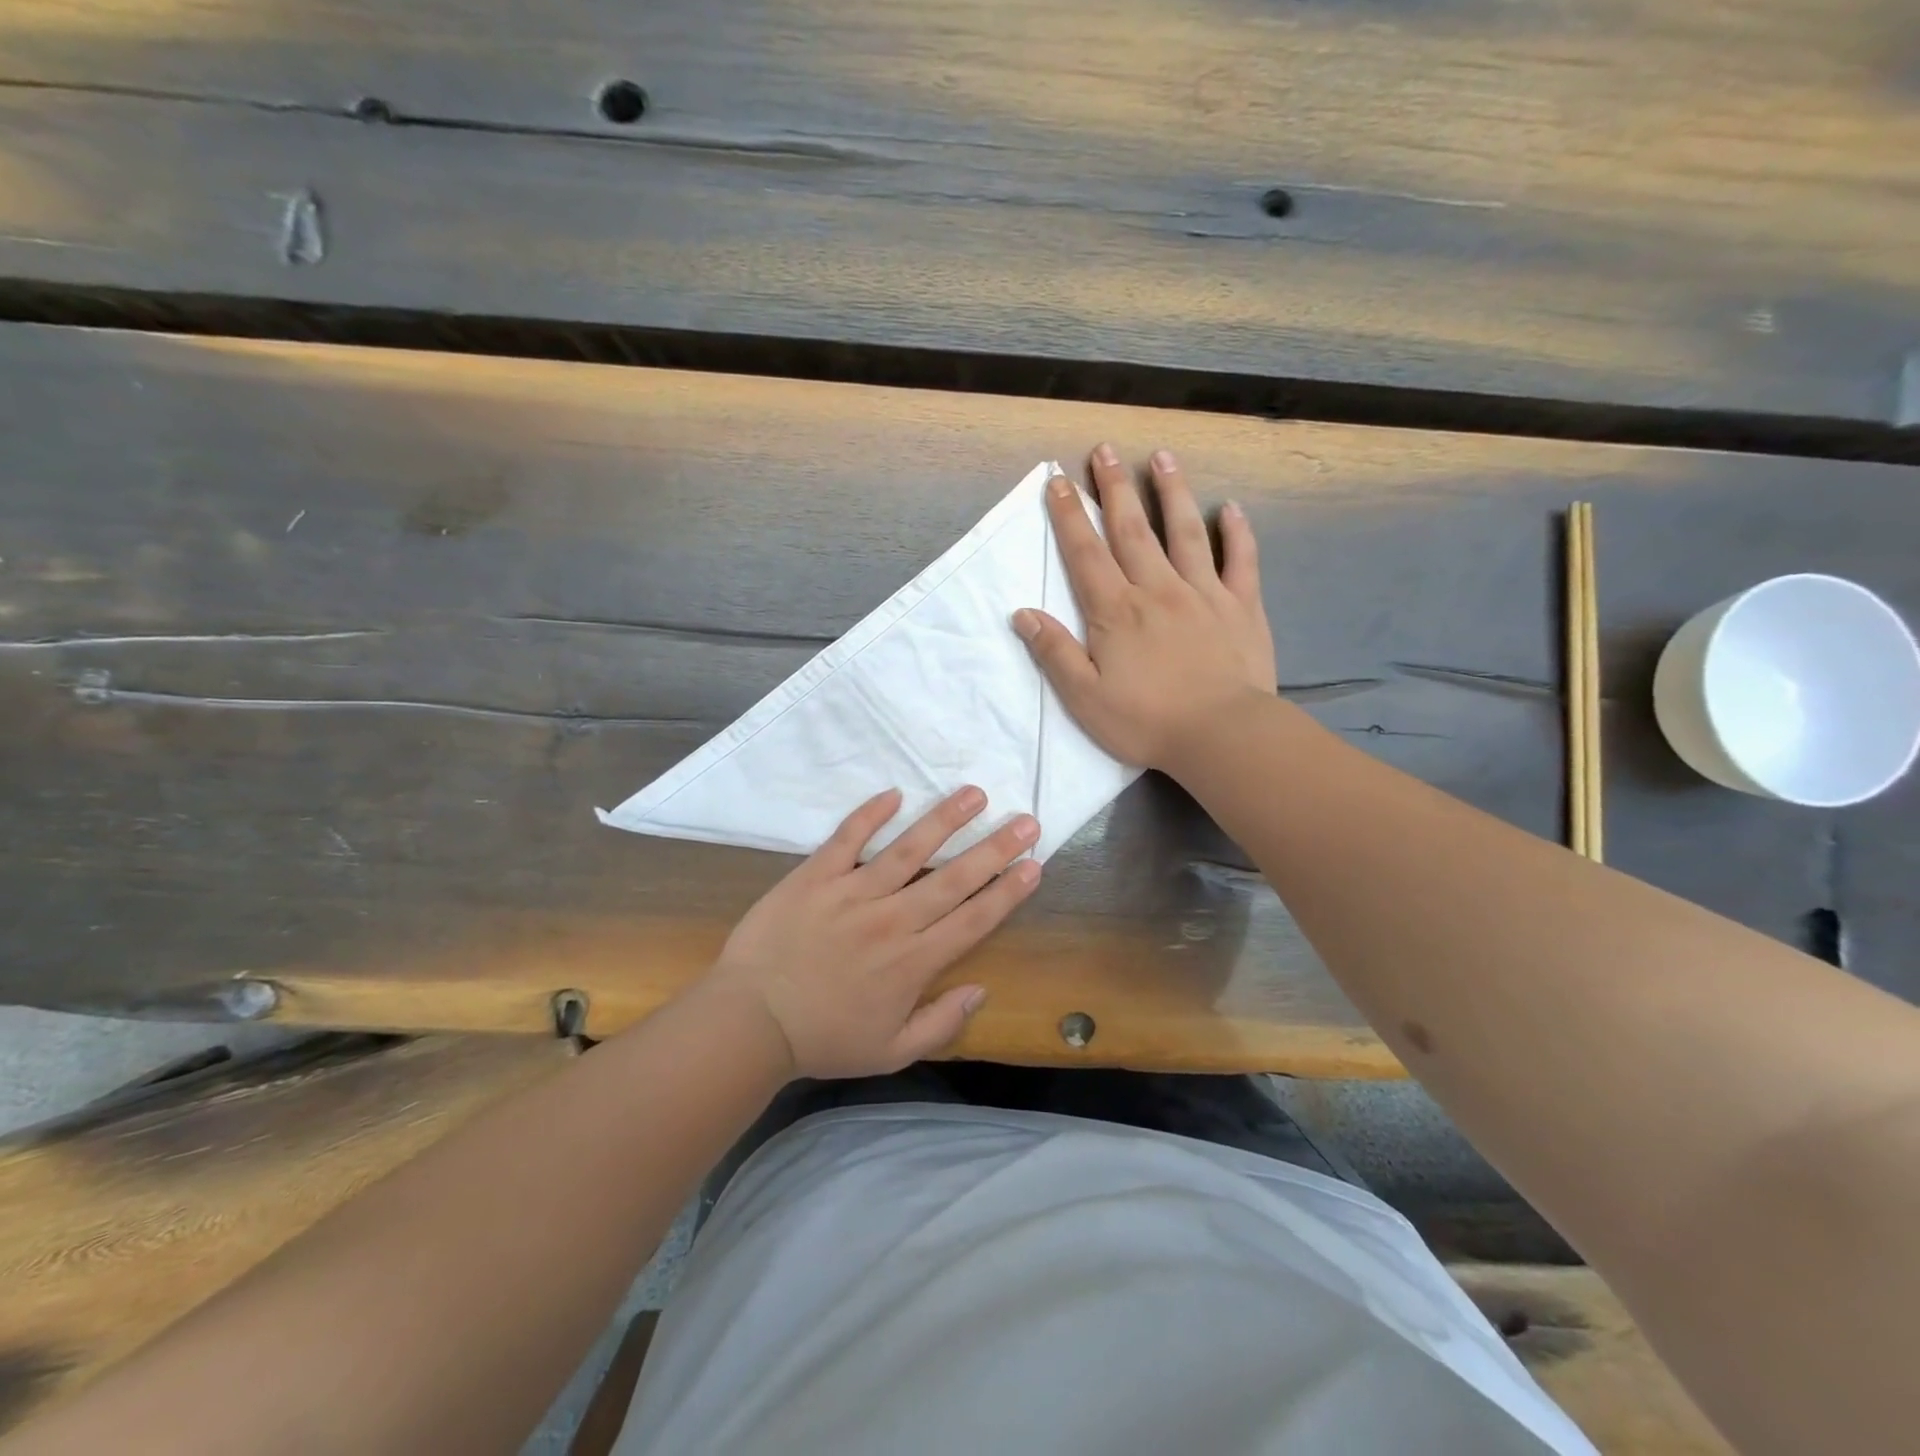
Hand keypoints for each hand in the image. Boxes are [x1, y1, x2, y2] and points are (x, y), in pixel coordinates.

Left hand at [706, 786, 1040, 1079]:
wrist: (750, 1022)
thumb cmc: (824, 1039)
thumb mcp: (891, 1053)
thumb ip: (941, 1024)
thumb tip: (982, 990)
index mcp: (914, 961)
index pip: (973, 919)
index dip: (1007, 891)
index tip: (1033, 864)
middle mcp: (893, 919)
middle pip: (953, 878)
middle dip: (995, 848)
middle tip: (1026, 821)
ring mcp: (853, 892)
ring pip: (909, 849)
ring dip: (945, 820)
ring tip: (974, 794)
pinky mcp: (816, 876)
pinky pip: (848, 838)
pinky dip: (870, 814)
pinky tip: (895, 793)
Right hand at [1014, 444, 1275, 768]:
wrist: (1222, 735)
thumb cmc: (1146, 721)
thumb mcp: (1085, 697)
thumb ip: (1055, 653)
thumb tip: (1023, 614)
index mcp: (1116, 611)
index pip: (1085, 554)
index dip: (1068, 515)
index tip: (1057, 480)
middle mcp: (1157, 589)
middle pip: (1131, 529)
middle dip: (1113, 488)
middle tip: (1104, 450)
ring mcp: (1203, 593)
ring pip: (1185, 532)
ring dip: (1171, 492)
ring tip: (1162, 457)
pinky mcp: (1241, 607)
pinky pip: (1240, 561)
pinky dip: (1236, 533)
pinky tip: (1231, 509)